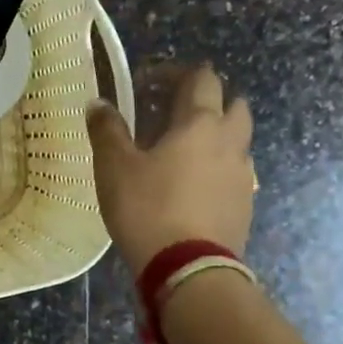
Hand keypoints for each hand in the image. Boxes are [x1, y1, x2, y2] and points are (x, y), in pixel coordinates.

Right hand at [86, 64, 255, 272]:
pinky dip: (217, 167)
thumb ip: (106, 130)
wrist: (188, 269)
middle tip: (172, 114)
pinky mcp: (245, 205)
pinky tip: (191, 186)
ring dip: (215, 134)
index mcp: (200, 123)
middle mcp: (230, 141)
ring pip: (237, 139)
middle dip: (207, 100)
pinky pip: (235, 172)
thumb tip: (97, 102)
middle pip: (232, 103)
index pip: (200, 78)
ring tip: (181, 151)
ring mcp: (243, 175)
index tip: (144, 85)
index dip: (173, 73)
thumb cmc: (148, 209)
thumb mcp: (114, 167)